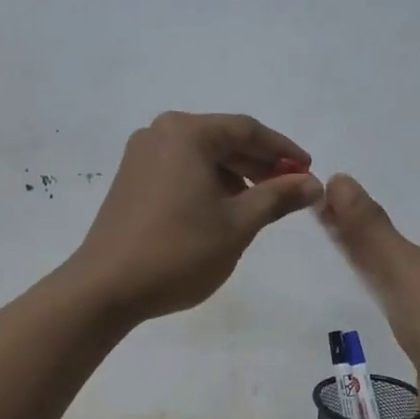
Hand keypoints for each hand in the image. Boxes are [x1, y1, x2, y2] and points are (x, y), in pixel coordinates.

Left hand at [68, 112, 324, 324]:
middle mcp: (159, 134)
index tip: (309, 170)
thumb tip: (313, 183)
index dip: (283, 149)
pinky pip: (180, 170)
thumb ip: (278, 197)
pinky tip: (223, 211)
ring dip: (235, 175)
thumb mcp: (238, 224)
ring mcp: (140, 157)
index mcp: (186, 133)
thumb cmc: (178, 251)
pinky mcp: (131, 181)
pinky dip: (208, 184)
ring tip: (260, 205)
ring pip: (201, 156)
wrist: (105, 288)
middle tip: (290, 189)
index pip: (246, 130)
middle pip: (222, 139)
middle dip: (259, 163)